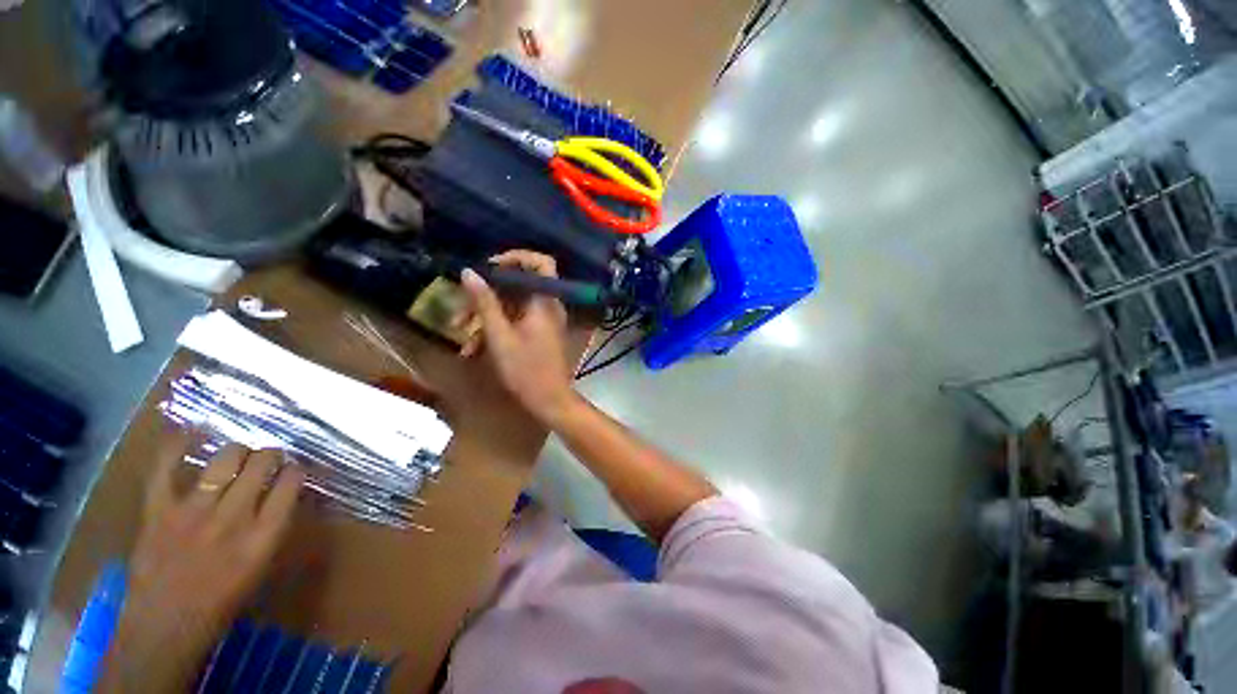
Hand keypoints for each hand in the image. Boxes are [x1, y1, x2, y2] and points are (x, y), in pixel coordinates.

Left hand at [100, 439, 303, 691]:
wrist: (164, 627)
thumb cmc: (221, 602)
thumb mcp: (260, 567)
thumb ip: (272, 527)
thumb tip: (285, 494)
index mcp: (262, 537)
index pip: (291, 484)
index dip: (297, 471)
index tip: (295, 470)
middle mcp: (232, 519)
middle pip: (260, 465)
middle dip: (270, 455)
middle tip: (269, 457)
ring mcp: (191, 513)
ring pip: (223, 460)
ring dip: (238, 450)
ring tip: (239, 452)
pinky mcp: (158, 512)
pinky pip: (165, 470)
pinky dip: (176, 446)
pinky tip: (191, 430)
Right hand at [460, 250, 576, 422]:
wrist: (549, 401)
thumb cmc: (526, 370)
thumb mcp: (499, 336)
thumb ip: (485, 303)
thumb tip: (468, 272)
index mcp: (544, 301)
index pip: (540, 263)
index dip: (516, 258)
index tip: (489, 267)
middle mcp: (547, 305)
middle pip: (518, 285)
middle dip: (487, 294)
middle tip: (462, 307)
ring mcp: (544, 320)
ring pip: (513, 305)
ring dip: (486, 315)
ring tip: (462, 333)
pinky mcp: (539, 333)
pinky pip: (516, 320)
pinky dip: (496, 328)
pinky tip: (474, 348)